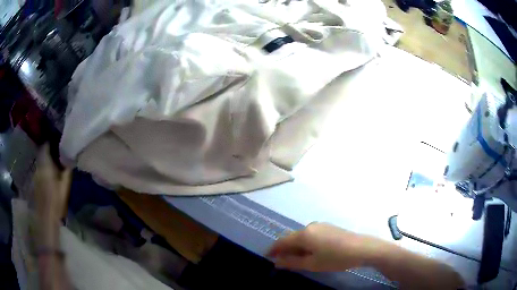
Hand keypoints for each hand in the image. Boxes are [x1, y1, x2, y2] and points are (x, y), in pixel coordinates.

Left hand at [34, 144, 71, 222]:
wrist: (46, 216)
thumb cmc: (56, 200)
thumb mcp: (65, 185)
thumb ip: (67, 170)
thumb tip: (71, 159)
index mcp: (45, 163)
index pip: (46, 145)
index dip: (51, 142)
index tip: (58, 142)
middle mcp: (39, 165)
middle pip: (43, 153)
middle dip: (49, 151)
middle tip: (58, 153)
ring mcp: (36, 174)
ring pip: (41, 161)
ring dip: (46, 161)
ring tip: (54, 164)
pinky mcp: (35, 181)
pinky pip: (40, 169)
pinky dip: (44, 169)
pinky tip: (50, 175)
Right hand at [267, 223, 377, 271]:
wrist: (362, 248)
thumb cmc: (335, 258)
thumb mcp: (312, 264)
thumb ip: (292, 262)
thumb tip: (277, 262)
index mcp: (304, 234)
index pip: (282, 241)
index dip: (273, 249)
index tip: (268, 257)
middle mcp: (310, 226)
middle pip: (291, 238)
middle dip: (285, 250)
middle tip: (282, 262)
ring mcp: (320, 225)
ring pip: (302, 237)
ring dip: (296, 247)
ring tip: (297, 260)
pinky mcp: (328, 227)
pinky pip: (311, 235)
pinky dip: (306, 244)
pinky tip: (312, 253)